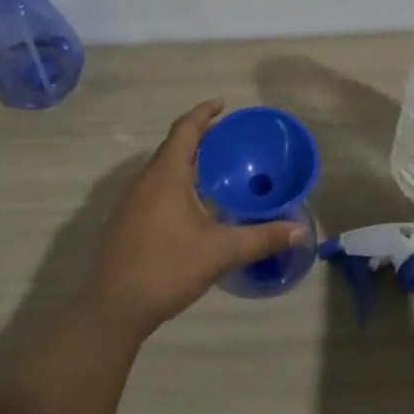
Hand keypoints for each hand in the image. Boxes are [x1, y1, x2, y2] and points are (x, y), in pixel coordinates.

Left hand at [82, 101, 309, 338]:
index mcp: (165, 175)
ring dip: (185, 160)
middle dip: (199, 136)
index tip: (224, 104)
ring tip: (213, 168)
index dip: (204, 113)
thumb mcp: (220, 252)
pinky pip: (152, 186)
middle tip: (228, 138)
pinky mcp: (124, 220)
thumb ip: (262, 238)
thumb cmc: (167, 269)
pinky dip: (174, 181)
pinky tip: (190, 204)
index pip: (185, 129)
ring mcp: (129, 201)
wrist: (112, 309)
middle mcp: (144, 180)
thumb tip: (301, 231)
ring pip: (161, 167)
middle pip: (173, 146)